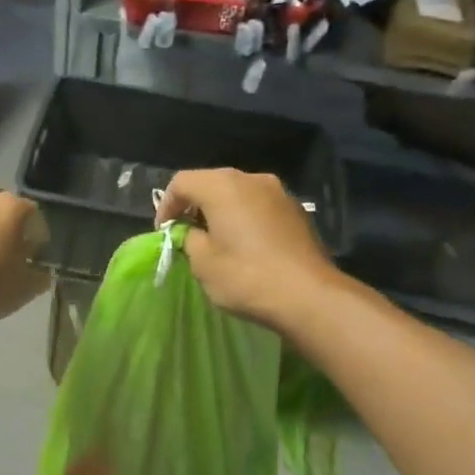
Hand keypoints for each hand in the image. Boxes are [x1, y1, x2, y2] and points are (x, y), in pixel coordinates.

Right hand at [155, 169, 338, 329]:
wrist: (310, 296)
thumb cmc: (247, 277)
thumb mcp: (203, 262)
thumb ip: (188, 238)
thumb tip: (193, 233)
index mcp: (222, 185)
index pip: (181, 182)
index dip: (166, 205)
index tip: (164, 233)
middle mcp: (251, 179)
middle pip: (211, 183)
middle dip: (194, 206)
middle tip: (185, 234)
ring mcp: (278, 192)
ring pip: (238, 193)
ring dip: (221, 211)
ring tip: (215, 241)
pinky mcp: (296, 210)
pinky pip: (259, 206)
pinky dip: (244, 218)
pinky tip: (245, 245)